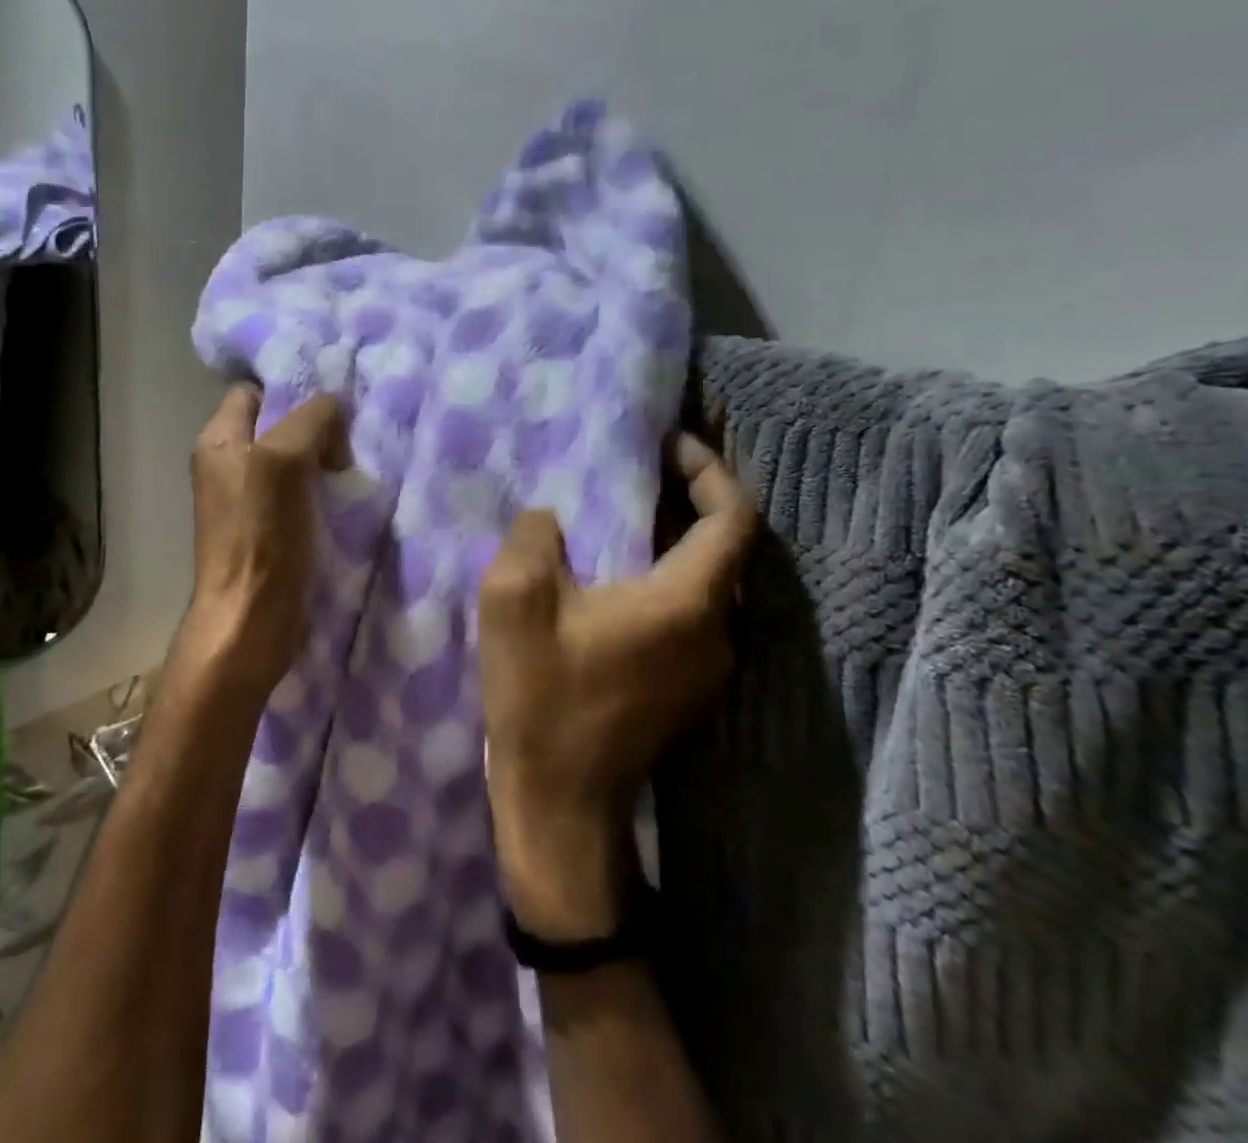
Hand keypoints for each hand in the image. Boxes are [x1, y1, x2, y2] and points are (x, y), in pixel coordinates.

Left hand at [174, 385, 348, 704]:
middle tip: (348, 442)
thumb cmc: (263, 534)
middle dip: (315, 428)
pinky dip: (324, 491)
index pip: (254, 392)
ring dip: (324, 461)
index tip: (331, 408)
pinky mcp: (270, 529)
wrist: (253, 618)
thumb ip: (311, 420)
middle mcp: (229, 464)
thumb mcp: (284, 459)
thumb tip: (333, 411)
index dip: (290, 392)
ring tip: (352, 470)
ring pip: (293, 460)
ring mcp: (248, 499)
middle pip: (278, 426)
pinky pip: (301, 493)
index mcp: (220, 440)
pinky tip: (347, 497)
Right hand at [480, 433, 759, 937]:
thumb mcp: (514, 601)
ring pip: (708, 579)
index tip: (669, 443)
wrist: (560, 804)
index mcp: (686, 604)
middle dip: (691, 495)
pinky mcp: (685, 687)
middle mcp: (715, 631)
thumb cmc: (541, 699)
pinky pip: (688, 609)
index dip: (710, 469)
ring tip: (626, 506)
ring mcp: (707, 666)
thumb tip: (550, 520)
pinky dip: (665, 572)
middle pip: (726, 546)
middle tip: (643, 463)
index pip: (733, 518)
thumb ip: (534, 538)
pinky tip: (616, 570)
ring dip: (675, 536)